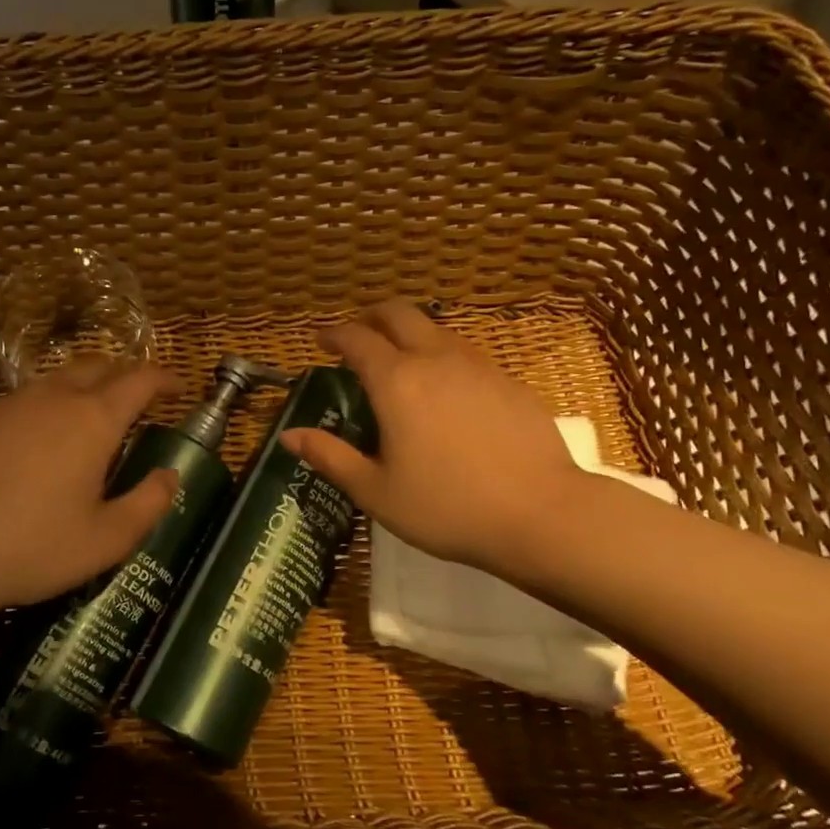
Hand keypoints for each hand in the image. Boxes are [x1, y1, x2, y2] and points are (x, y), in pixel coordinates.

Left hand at [0, 358, 180, 638]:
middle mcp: (51, 398)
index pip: (139, 380)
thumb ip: (149, 504)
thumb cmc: (31, 548)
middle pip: (97, 366)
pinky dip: (38, 413)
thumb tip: (170, 475)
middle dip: (123, 375)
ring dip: (79, 391)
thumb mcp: (106, 540)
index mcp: (92, 420)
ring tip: (84, 422)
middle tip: (135, 399)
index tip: (177, 386)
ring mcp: (6, 404)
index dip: (164, 378)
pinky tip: (28, 449)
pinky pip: (17, 404)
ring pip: (53, 381)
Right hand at [279, 300, 584, 582]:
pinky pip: (466, 353)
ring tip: (401, 363)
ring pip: (436, 329)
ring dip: (411, 334)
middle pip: (399, 314)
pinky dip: (443, 357)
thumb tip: (289, 436)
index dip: (334, 334)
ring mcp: (478, 366)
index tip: (322, 341)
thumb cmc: (447, 507)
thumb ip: (331, 457)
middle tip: (359, 336)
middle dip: (372, 316)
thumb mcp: (376, 491)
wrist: (540, 514)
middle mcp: (435, 360)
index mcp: (396, 382)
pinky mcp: (509, 381)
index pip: (357, 339)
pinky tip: (447, 391)